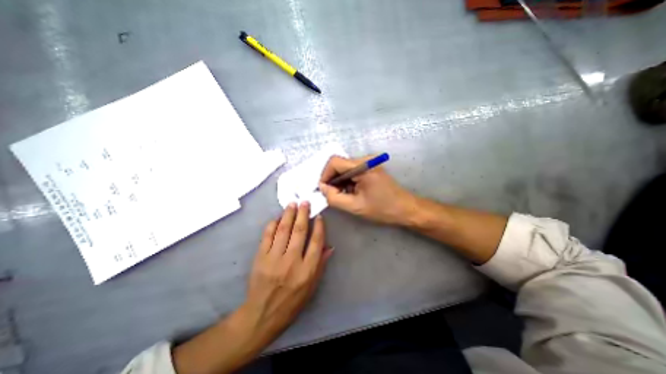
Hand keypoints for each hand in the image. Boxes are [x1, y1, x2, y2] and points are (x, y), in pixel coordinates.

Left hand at [240, 202, 330, 347]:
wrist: (262, 314)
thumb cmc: (292, 302)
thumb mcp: (312, 287)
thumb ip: (321, 265)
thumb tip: (329, 246)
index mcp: (307, 270)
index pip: (316, 242)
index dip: (319, 226)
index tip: (319, 216)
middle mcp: (292, 261)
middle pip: (300, 231)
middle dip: (303, 214)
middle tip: (305, 202)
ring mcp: (274, 258)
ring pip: (284, 230)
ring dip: (289, 215)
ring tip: (292, 204)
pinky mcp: (260, 258)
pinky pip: (267, 236)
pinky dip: (272, 224)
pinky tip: (277, 218)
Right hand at [317, 155, 413, 224]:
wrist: (405, 209)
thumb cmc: (383, 209)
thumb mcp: (355, 207)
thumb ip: (334, 197)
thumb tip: (322, 188)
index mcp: (363, 166)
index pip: (335, 162)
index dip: (325, 175)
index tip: (324, 190)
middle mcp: (366, 160)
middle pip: (339, 164)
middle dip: (332, 180)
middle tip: (332, 195)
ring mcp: (369, 162)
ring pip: (345, 168)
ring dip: (340, 182)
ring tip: (343, 196)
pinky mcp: (371, 167)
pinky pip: (352, 171)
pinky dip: (347, 181)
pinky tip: (350, 192)